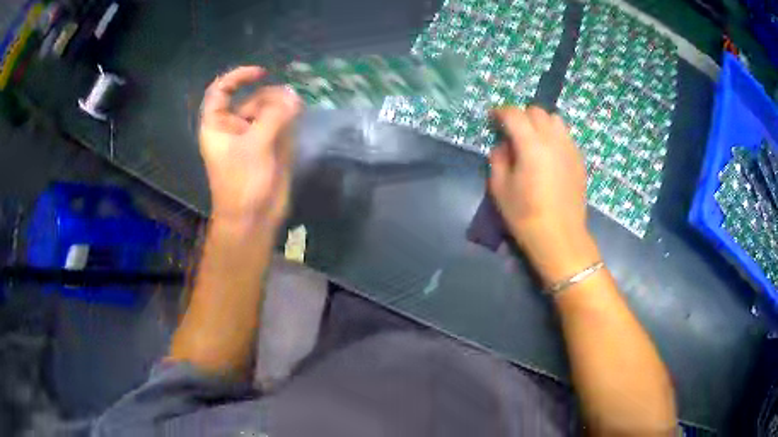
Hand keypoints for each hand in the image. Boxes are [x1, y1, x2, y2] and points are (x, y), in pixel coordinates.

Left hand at [199, 66, 301, 229]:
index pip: (221, 91)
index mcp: (218, 125)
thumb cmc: (243, 182)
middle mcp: (233, 127)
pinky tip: (298, 117)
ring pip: (267, 111)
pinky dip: (288, 119)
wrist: (253, 218)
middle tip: (290, 103)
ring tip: (297, 109)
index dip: (238, 77)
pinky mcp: (267, 147)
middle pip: (251, 99)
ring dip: (282, 107)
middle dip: (270, 96)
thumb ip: (274, 116)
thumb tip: (293, 96)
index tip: (261, 73)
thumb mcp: (256, 145)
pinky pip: (278, 125)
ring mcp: (251, 137)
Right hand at [489, 106, 598, 285]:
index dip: (500, 112)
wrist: (560, 237)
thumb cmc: (526, 216)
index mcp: (531, 145)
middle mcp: (553, 140)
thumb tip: (503, 146)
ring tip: (533, 140)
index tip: (492, 118)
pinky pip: (565, 136)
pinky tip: (549, 155)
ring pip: (555, 120)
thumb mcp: (499, 189)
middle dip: (521, 116)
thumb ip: (498, 159)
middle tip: (512, 132)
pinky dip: (554, 136)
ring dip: (540, 123)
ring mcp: (570, 148)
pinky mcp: (579, 160)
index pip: (514, 114)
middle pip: (536, 111)